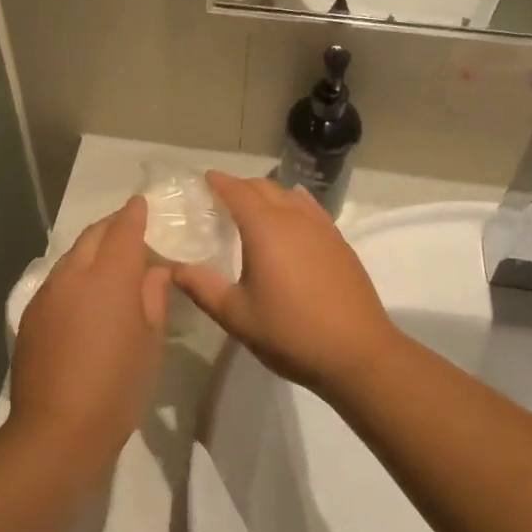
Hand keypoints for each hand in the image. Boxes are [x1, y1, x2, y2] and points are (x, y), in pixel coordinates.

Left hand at [11, 197, 170, 467]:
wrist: (56, 431)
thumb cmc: (117, 388)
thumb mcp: (150, 344)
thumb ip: (152, 298)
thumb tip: (154, 270)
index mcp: (109, 276)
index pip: (124, 229)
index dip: (135, 214)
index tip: (142, 204)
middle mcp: (74, 274)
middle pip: (93, 235)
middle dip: (112, 226)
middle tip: (130, 229)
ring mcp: (47, 293)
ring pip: (72, 255)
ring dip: (92, 250)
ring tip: (110, 263)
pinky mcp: (30, 314)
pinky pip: (57, 279)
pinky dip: (75, 274)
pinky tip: (85, 295)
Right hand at [171, 173, 401, 394]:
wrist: (358, 353)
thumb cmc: (290, 333)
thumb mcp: (236, 315)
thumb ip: (202, 287)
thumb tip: (173, 269)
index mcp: (265, 228)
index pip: (238, 191)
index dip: (220, 182)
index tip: (205, 178)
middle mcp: (294, 218)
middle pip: (264, 187)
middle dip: (241, 186)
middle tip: (222, 198)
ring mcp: (322, 228)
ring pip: (290, 195)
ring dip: (268, 194)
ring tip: (254, 208)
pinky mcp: (340, 243)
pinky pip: (311, 209)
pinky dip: (294, 204)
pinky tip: (293, 217)